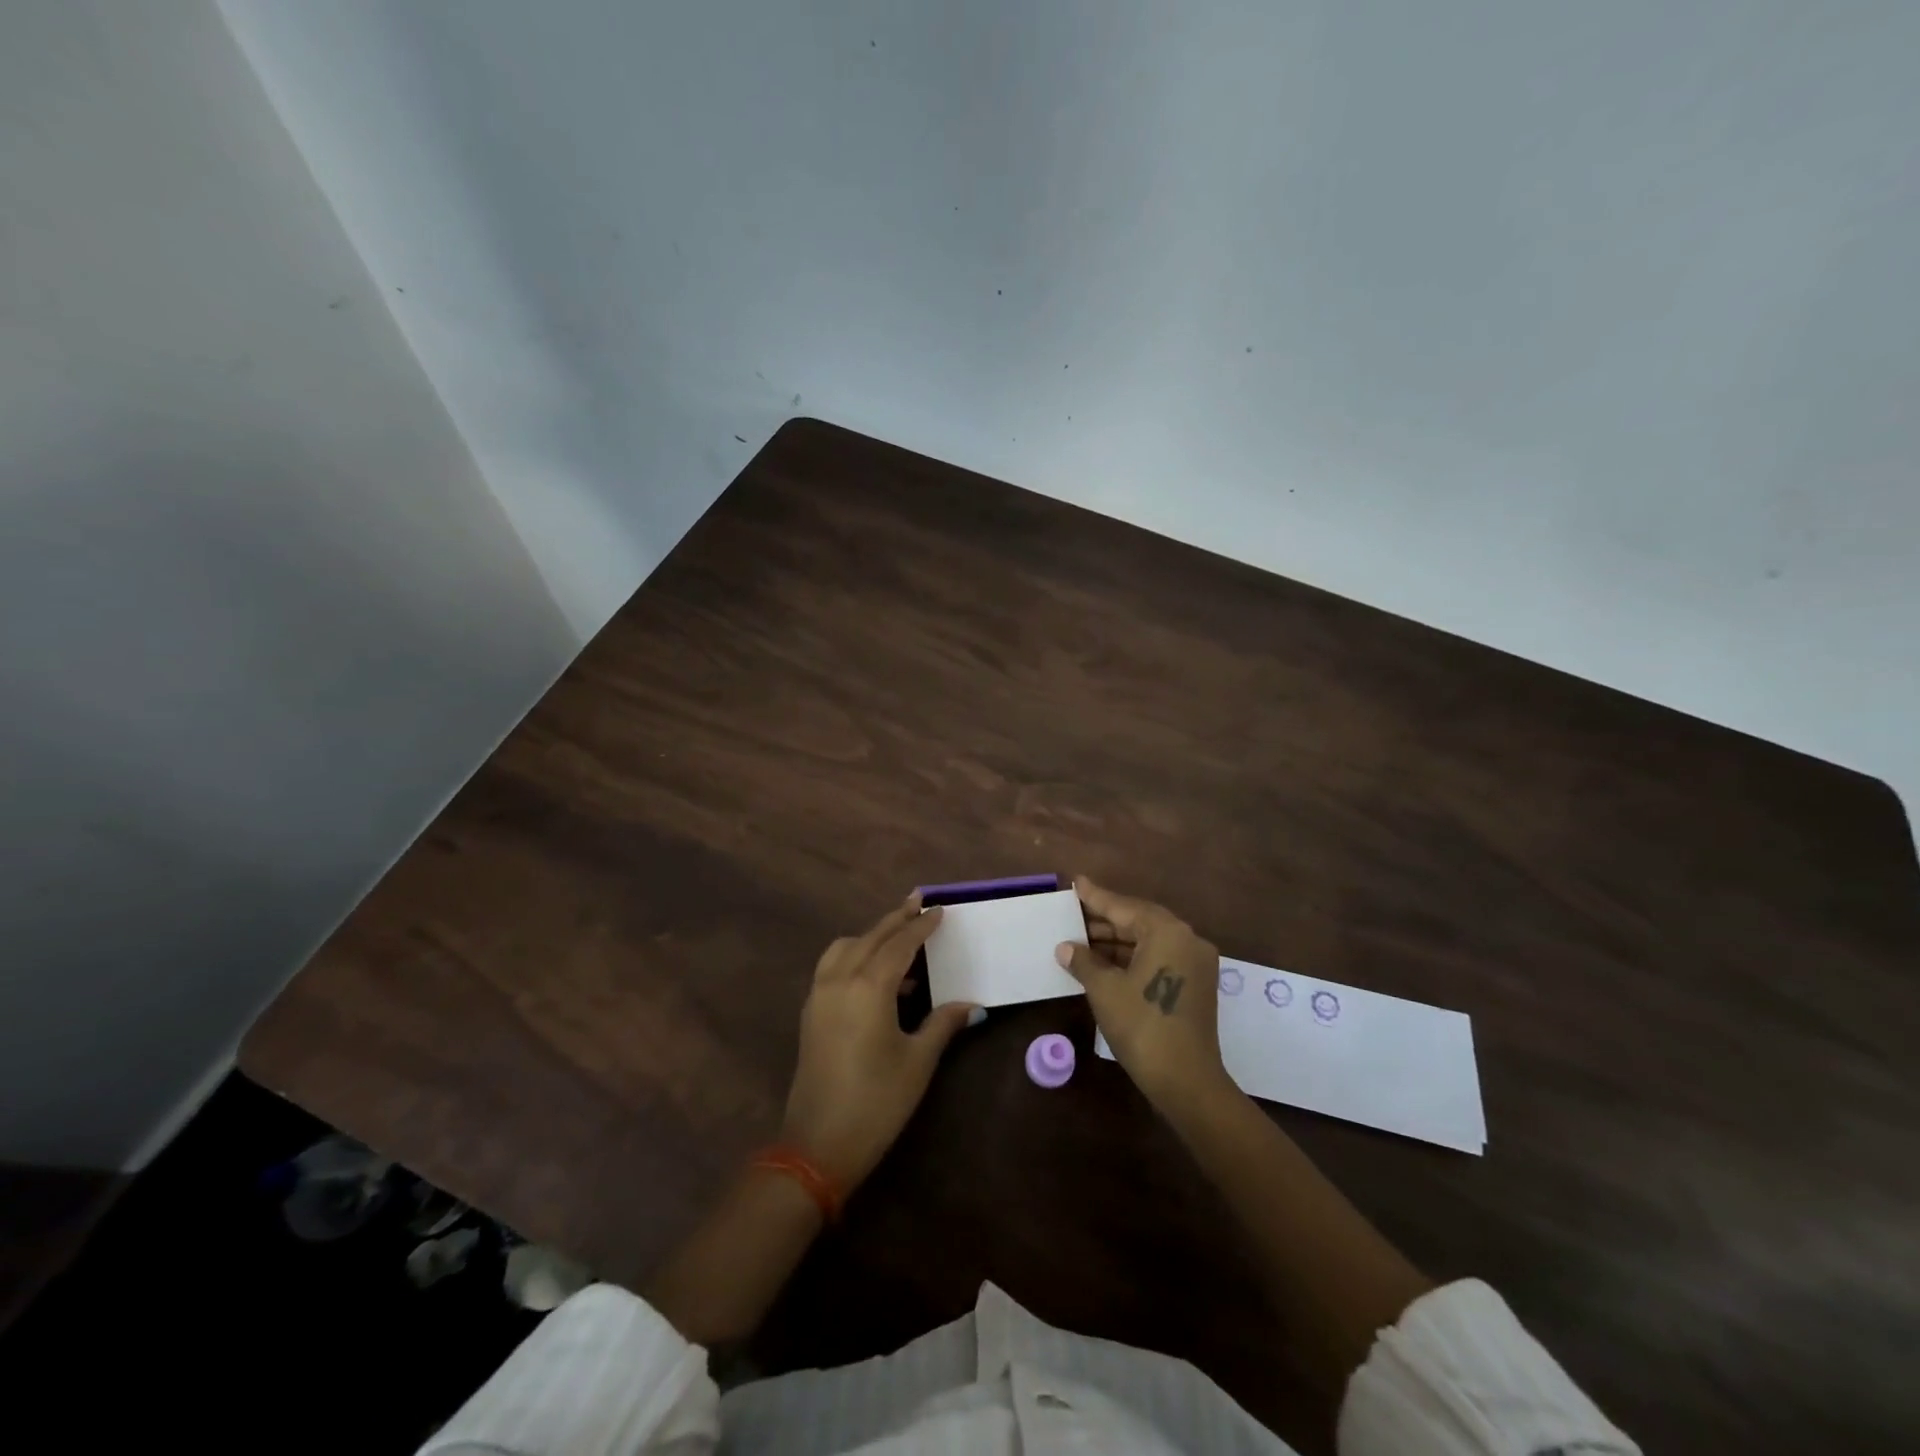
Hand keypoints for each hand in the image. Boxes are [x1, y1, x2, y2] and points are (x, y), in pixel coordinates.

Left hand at [782, 892, 979, 1190]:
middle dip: (896, 919)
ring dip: (872, 936)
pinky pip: (832, 966)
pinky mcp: (810, 1012)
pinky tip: (876, 976)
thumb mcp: (918, 1061)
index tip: (939, 910)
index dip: (921, 926)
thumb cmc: (877, 1101)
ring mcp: (819, 995)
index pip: (900, 944)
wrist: (818, 1145)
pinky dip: (854, 955)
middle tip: (918, 902)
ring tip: (900, 941)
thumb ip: (943, 1024)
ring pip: (846, 947)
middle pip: (871, 937)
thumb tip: (973, 1005)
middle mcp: (839, 980)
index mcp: (868, 986)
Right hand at [1055, 876, 1228, 1110]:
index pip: (1124, 907)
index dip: (1096, 897)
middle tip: (1073, 915)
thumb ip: (1084, 961)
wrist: (1186, 1081)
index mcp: (1167, 932)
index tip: (1076, 883)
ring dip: (1116, 942)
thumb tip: (1066, 947)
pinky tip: (1104, 963)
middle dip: (1105, 921)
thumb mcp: (1104, 990)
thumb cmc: (1142, 1026)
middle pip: (1138, 921)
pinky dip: (1132, 958)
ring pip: (1149, 941)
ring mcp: (1195, 963)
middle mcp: (1187, 939)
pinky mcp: (1195, 985)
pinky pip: (1159, 958)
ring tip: (1081, 941)